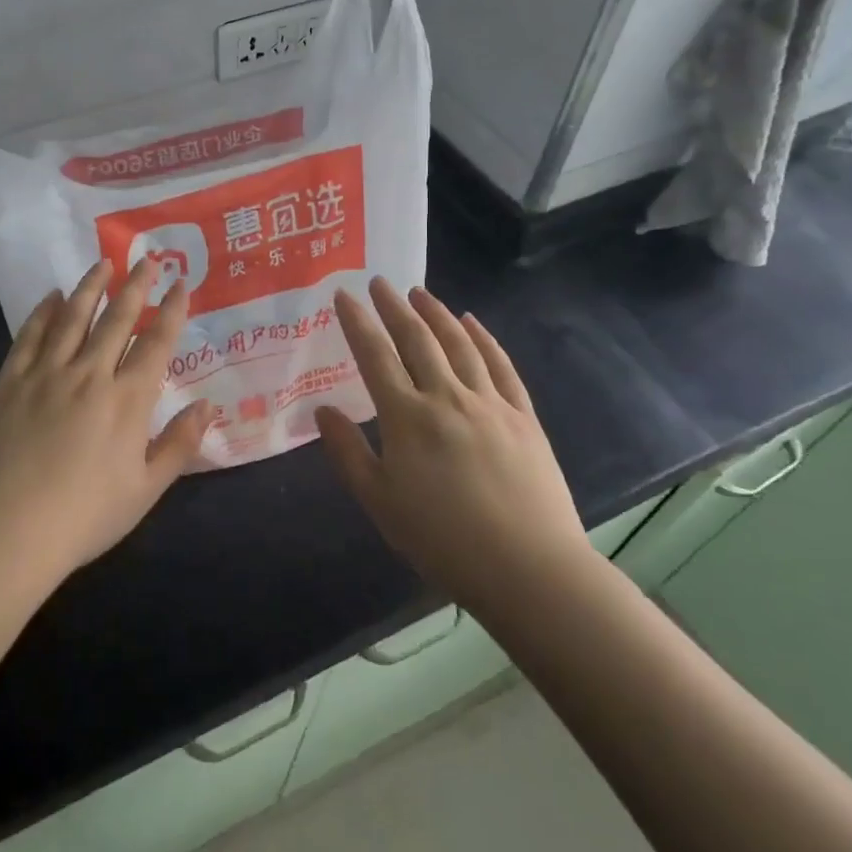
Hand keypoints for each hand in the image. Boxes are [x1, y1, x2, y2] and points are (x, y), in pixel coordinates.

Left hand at [0, 257, 212, 590]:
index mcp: (127, 400)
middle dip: (136, 286)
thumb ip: (179, 444)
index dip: (172, 309)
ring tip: (102, 264)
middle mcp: (90, 374)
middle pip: (117, 319)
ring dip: (90, 287)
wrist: (6, 533)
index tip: (181, 282)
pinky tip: (50, 297)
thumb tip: (208, 405)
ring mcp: (46, 374)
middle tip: (146, 259)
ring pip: (73, 317)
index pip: (157, 342)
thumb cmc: (84, 517)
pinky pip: (30, 336)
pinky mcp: (10, 382)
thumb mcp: (146, 490)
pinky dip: (43, 312)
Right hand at [314, 278, 591, 607]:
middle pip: (417, 339)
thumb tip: (322, 411)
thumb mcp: (379, 503)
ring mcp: (490, 403)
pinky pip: (500, 366)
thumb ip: (347, 453)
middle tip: (380, 282)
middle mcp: (447, 397)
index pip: (375, 355)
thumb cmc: (442, 540)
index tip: (344, 295)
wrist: (529, 569)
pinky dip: (484, 339)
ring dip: (437, 313)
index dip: (357, 322)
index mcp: (407, 417)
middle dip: (395, 307)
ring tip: (420, 292)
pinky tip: (472, 324)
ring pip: (459, 344)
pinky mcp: (523, 417)